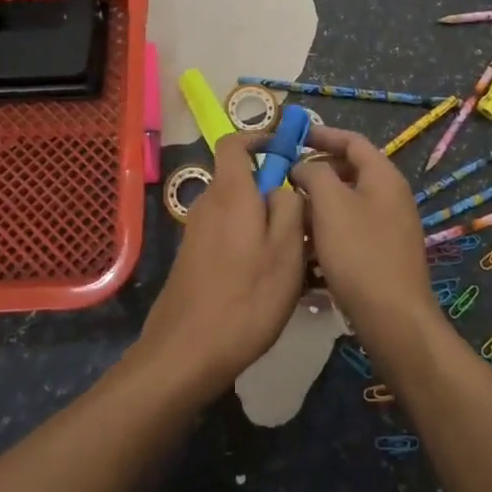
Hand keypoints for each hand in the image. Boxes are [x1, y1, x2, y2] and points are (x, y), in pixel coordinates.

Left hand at [132, 131, 306, 402]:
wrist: (186, 353)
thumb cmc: (246, 298)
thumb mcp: (286, 250)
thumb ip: (290, 207)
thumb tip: (284, 185)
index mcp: (230, 193)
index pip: (235, 143)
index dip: (259, 137)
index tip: (286, 149)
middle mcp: (208, 204)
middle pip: (240, 179)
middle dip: (272, 190)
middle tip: (304, 219)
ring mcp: (196, 233)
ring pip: (237, 211)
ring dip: (264, 222)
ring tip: (295, 256)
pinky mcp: (192, 259)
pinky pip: (227, 235)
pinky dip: (249, 243)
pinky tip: (267, 280)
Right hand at [290, 126, 438, 343]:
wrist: (393, 319)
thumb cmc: (360, 253)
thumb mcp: (330, 204)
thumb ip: (313, 174)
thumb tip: (303, 168)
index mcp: (383, 176)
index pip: (352, 140)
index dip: (322, 134)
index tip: (292, 137)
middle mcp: (390, 196)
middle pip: (348, 172)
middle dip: (315, 174)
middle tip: (284, 180)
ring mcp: (388, 228)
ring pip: (346, 205)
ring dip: (317, 206)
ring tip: (288, 216)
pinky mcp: (381, 255)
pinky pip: (349, 232)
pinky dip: (327, 233)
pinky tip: (304, 250)